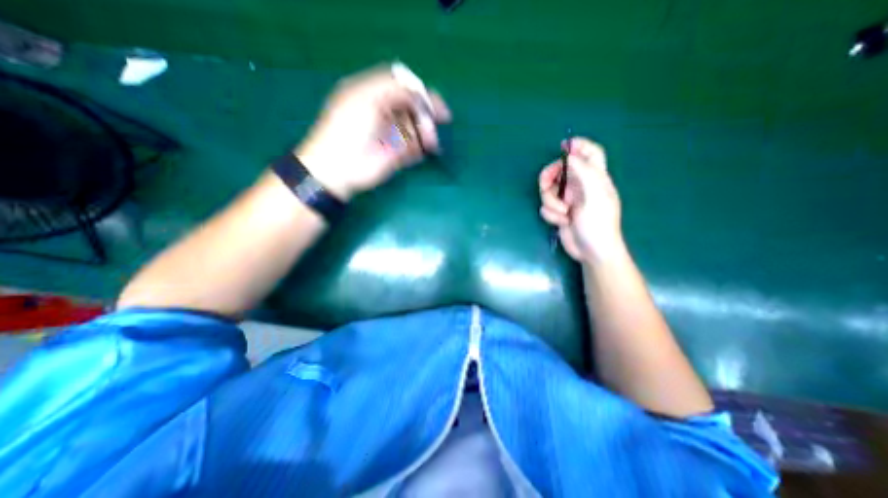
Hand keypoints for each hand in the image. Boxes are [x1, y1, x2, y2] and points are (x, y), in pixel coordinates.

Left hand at [295, 64, 451, 199]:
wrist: (339, 169)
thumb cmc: (348, 131)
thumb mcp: (366, 100)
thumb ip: (392, 89)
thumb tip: (417, 93)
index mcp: (373, 95)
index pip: (402, 86)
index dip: (419, 92)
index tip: (433, 102)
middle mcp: (384, 112)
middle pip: (412, 107)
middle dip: (426, 114)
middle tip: (439, 122)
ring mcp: (391, 134)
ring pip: (416, 127)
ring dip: (426, 132)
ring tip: (431, 143)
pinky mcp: (396, 154)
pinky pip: (415, 148)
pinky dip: (422, 148)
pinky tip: (426, 150)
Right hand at [535, 136, 622, 260]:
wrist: (590, 251)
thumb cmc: (598, 223)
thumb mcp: (594, 195)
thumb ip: (583, 172)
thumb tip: (569, 156)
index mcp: (595, 177)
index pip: (591, 153)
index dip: (579, 145)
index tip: (562, 146)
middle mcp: (580, 185)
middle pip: (559, 170)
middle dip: (549, 178)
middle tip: (547, 185)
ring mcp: (568, 199)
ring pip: (548, 190)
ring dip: (551, 203)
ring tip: (563, 213)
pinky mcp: (558, 212)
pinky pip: (546, 206)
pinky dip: (551, 215)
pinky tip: (562, 222)